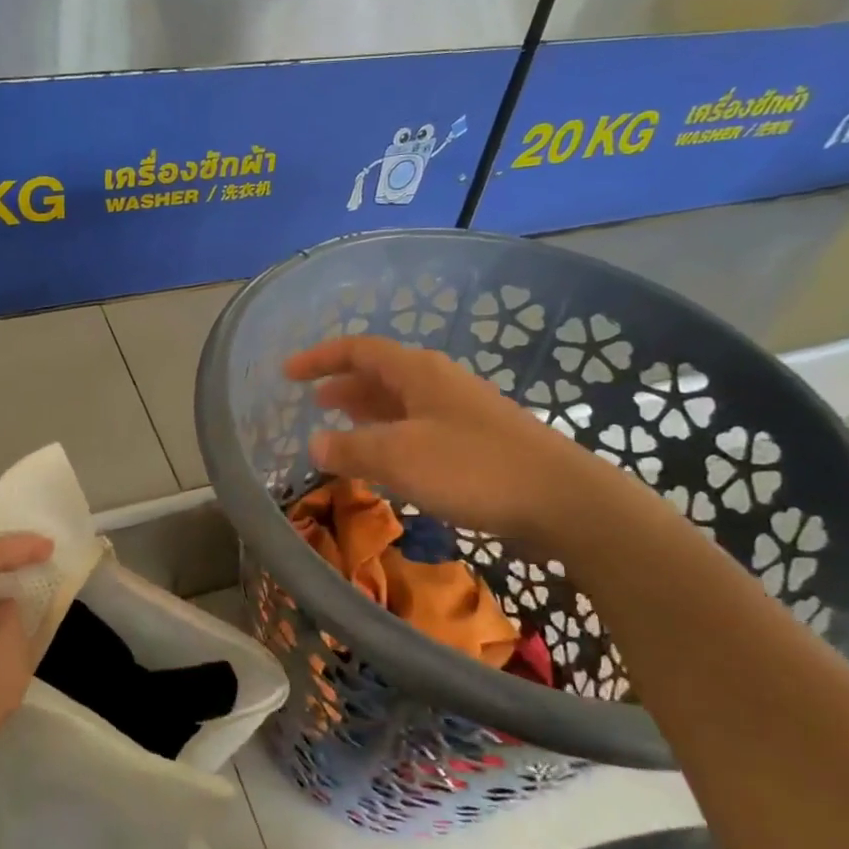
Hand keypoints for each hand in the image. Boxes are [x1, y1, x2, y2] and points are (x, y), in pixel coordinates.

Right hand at [285, 336, 620, 547]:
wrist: (561, 498)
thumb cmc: (473, 468)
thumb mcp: (400, 457)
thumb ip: (352, 449)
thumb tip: (315, 445)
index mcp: (417, 372)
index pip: (358, 350)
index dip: (320, 358)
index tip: (287, 373)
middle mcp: (437, 382)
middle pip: (379, 373)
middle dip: (343, 385)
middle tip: (313, 403)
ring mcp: (458, 410)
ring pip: (399, 402)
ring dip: (366, 412)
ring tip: (339, 428)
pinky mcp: (474, 441)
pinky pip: (417, 427)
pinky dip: (390, 436)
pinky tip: (385, 460)